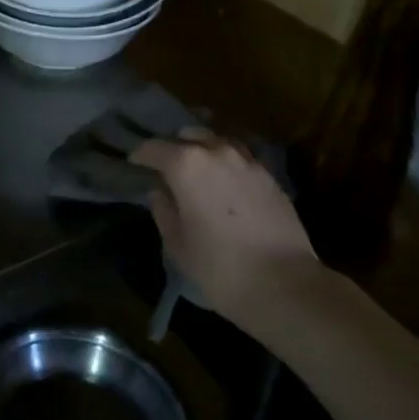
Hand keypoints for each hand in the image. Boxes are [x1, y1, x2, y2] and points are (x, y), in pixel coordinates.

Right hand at [130, 129, 315, 319]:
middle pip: (188, 135)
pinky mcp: (270, 176)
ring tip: (197, 169)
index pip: (154, 148)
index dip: (140, 155)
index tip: (133, 163)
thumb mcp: (178, 244)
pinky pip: (240, 158)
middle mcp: (217, 151)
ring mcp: (247, 161)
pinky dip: (227, 163)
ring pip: (218, 141)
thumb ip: (163, 211)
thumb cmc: (220, 267)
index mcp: (186, 164)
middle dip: (174, 147)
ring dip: (203, 149)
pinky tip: (225, 182)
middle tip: (165, 166)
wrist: (285, 284)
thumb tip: (160, 193)